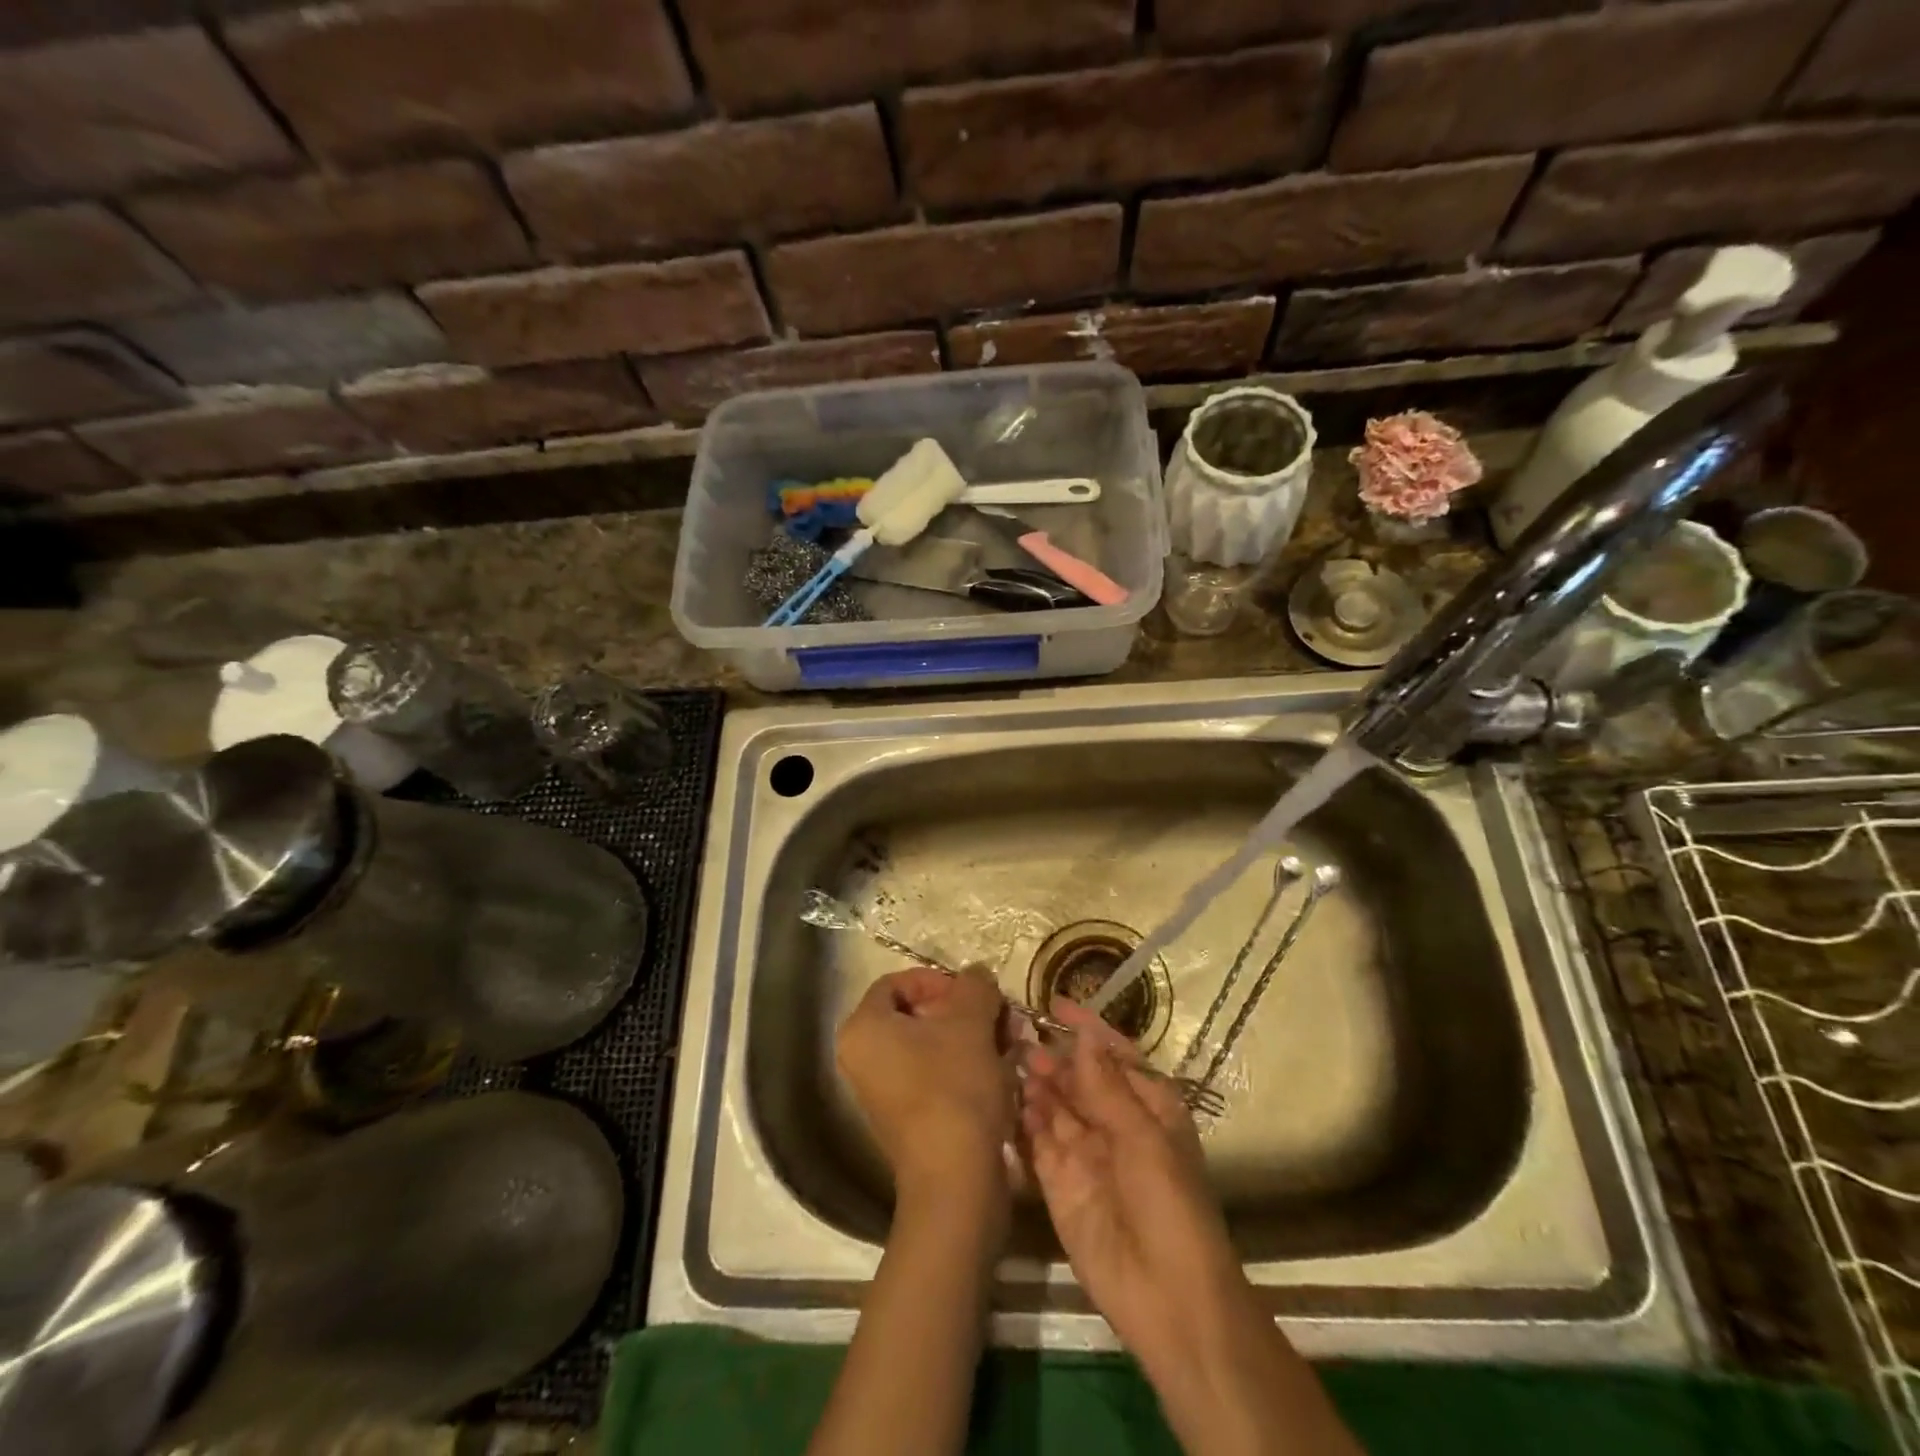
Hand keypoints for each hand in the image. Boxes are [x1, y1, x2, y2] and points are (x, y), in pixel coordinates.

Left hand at [836, 966, 1013, 1208]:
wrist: (955, 1180)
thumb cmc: (954, 1087)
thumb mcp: (971, 1022)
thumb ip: (974, 986)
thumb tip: (977, 975)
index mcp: (864, 1028)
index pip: (897, 982)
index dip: (938, 980)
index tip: (973, 992)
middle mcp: (863, 1057)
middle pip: (917, 1014)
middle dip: (965, 1011)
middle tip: (1001, 1016)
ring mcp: (883, 1091)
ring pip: (932, 1045)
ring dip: (973, 1037)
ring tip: (1011, 1041)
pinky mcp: (907, 1118)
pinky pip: (935, 1075)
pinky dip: (967, 1066)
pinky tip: (1004, 1069)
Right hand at [1019, 998, 1247, 1370]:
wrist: (1169, 1298)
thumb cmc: (1170, 1204)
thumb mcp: (1144, 1136)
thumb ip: (1106, 1085)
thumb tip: (1083, 1036)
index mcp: (1148, 1105)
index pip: (1112, 1054)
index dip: (1085, 1027)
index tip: (1054, 1003)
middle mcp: (1114, 1122)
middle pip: (1078, 1077)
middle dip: (1052, 1055)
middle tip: (1016, 1033)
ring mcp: (1085, 1153)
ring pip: (1055, 1105)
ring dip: (1035, 1082)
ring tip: (1007, 1058)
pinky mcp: (1059, 1183)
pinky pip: (1038, 1142)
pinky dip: (1023, 1120)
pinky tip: (1006, 1099)